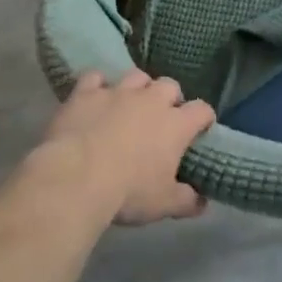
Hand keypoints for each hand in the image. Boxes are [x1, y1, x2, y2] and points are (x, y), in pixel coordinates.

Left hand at [40, 70, 215, 225]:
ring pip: (137, 76)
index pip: (202, 110)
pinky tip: (95, 96)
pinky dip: (97, 85)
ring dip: (138, 87)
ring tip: (131, 104)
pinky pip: (95, 78)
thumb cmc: (128, 192)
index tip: (201, 129)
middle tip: (163, 118)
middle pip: (170, 85)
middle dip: (170, 98)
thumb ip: (187, 201)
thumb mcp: (164, 205)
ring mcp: (117, 92)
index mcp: (175, 125)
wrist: (77, 177)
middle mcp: (150, 100)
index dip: (204, 118)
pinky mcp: (86, 93)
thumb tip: (202, 201)